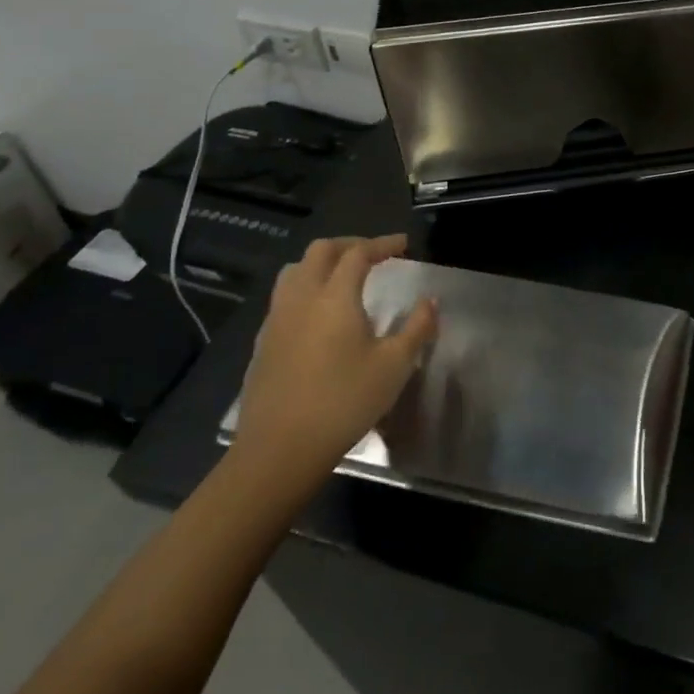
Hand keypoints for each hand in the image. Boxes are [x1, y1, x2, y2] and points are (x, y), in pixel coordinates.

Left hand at [232, 235, 437, 492]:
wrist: (279, 450)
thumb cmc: (344, 402)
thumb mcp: (394, 366)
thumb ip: (417, 328)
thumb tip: (430, 301)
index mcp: (334, 296)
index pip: (357, 253)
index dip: (382, 244)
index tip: (403, 244)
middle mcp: (301, 298)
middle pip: (320, 251)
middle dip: (349, 245)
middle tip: (373, 255)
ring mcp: (276, 320)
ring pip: (294, 271)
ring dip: (321, 264)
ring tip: (342, 277)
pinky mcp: (263, 343)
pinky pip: (283, 299)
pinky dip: (305, 289)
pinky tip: (318, 315)